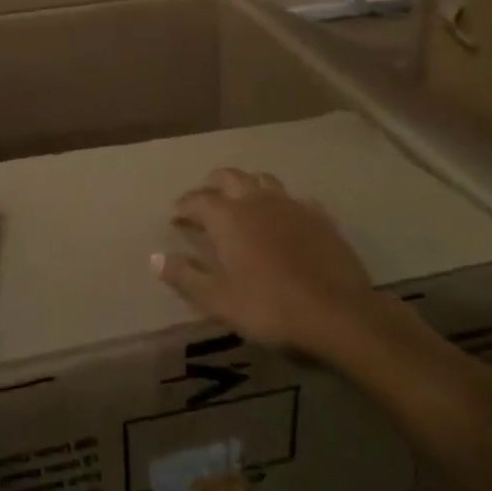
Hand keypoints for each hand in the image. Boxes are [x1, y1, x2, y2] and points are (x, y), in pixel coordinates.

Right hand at [154, 168, 378, 355]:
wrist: (337, 313)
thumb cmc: (269, 307)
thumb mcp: (218, 300)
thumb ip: (185, 276)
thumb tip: (154, 257)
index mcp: (228, 217)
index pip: (197, 200)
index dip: (183, 206)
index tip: (175, 216)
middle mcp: (257, 201)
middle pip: (230, 177)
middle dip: (213, 184)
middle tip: (205, 198)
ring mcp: (292, 205)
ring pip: (264, 180)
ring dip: (248, 186)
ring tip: (243, 202)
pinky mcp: (320, 217)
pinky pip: (296, 200)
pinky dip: (283, 204)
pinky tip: (285, 218)